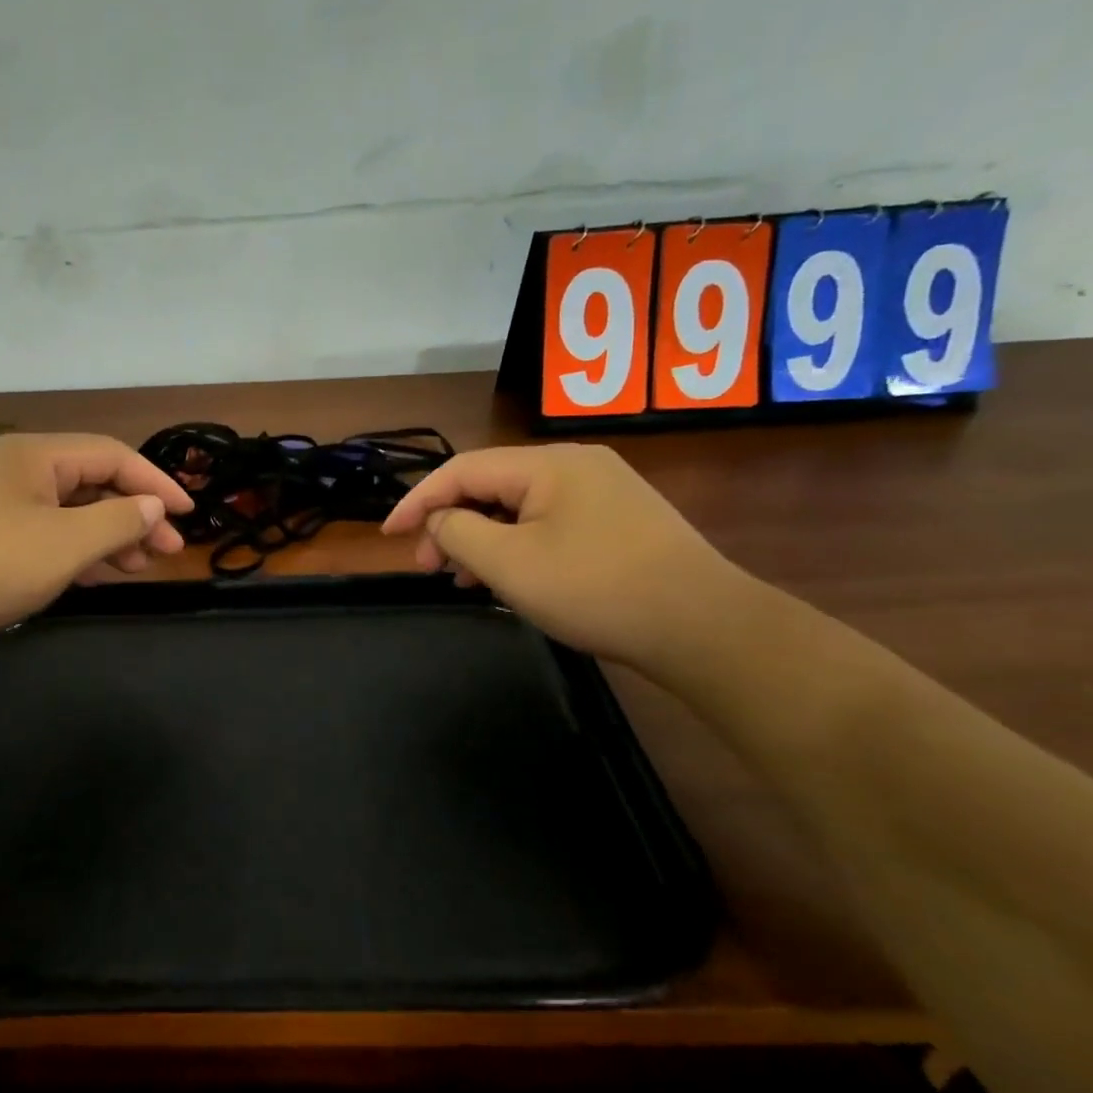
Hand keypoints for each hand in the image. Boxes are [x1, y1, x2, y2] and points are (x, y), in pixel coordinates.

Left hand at [0, 432, 192, 659]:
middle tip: (166, 552)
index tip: (190, 516)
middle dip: (133, 513)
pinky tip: (88, 575)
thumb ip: (116, 521)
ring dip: (103, 535)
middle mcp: (8, 468)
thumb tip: (152, 507)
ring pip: (62, 510)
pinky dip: (70, 550)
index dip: (157, 482)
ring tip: (134, 567)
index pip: (111, 454)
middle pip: (88, 480)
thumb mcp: (62, 545)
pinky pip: (36, 532)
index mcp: (31, 454)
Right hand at [380, 443, 749, 669]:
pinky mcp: (621, 521)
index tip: (387, 534)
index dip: (418, 500)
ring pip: (520, 506)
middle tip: (429, 567)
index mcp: (549, 465)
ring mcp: (604, 491)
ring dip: (482, 537)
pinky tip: (510, 577)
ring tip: (463, 579)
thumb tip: (439, 520)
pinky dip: (517, 545)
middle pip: (491, 485)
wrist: (705, 627)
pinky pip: (550, 522)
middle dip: (451, 523)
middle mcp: (577, 465)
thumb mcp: (511, 564)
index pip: (462, 470)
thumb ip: (459, 532)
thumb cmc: (597, 590)